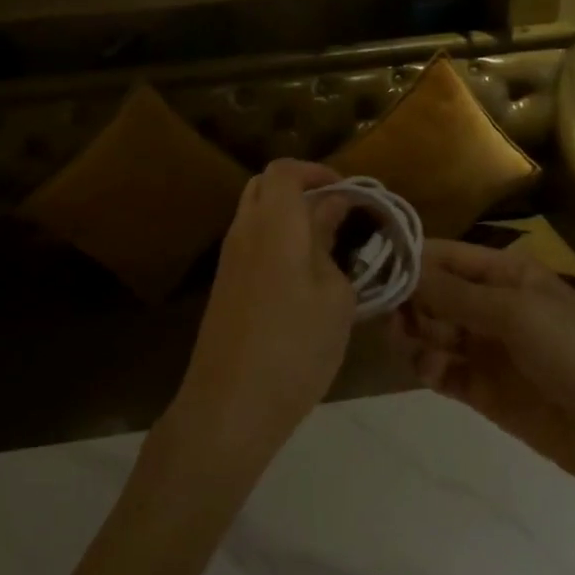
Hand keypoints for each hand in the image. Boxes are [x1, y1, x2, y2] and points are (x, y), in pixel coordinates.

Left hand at [168, 160, 356, 467]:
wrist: (231, 404)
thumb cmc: (295, 346)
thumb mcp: (334, 296)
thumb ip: (331, 244)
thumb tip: (331, 212)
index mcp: (273, 222)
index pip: (285, 170)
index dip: (318, 171)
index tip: (350, 192)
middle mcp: (244, 229)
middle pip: (266, 185)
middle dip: (302, 188)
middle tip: (338, 212)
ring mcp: (229, 257)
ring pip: (256, 213)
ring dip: (289, 215)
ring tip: (327, 243)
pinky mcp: (225, 284)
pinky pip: (251, 240)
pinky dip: (277, 238)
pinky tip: (304, 271)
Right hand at [398, 240, 574, 498]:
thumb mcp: (515, 312)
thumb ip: (454, 293)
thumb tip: (402, 267)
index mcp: (504, 274)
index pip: (445, 256)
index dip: (410, 259)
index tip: (372, 266)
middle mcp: (489, 304)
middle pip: (431, 292)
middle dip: (408, 299)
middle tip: (390, 314)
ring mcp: (484, 348)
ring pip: (429, 330)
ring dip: (413, 333)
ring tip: (408, 343)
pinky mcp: (480, 388)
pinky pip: (438, 369)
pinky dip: (426, 367)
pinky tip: (430, 371)